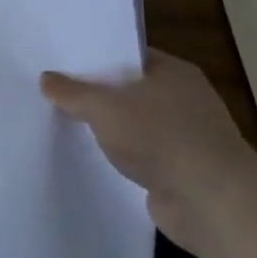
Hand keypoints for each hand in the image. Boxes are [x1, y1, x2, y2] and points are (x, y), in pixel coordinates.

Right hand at [40, 48, 256, 252]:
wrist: (210, 201)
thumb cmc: (159, 136)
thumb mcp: (103, 107)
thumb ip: (72, 92)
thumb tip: (46, 78)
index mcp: (174, 72)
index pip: (129, 55)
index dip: (96, 58)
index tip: (62, 63)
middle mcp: (185, 98)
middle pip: (131, 89)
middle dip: (98, 94)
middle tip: (56, 92)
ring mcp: (187, 136)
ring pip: (136, 123)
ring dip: (110, 128)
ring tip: (67, 124)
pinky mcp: (182, 169)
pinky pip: (142, 154)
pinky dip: (123, 155)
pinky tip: (94, 156)